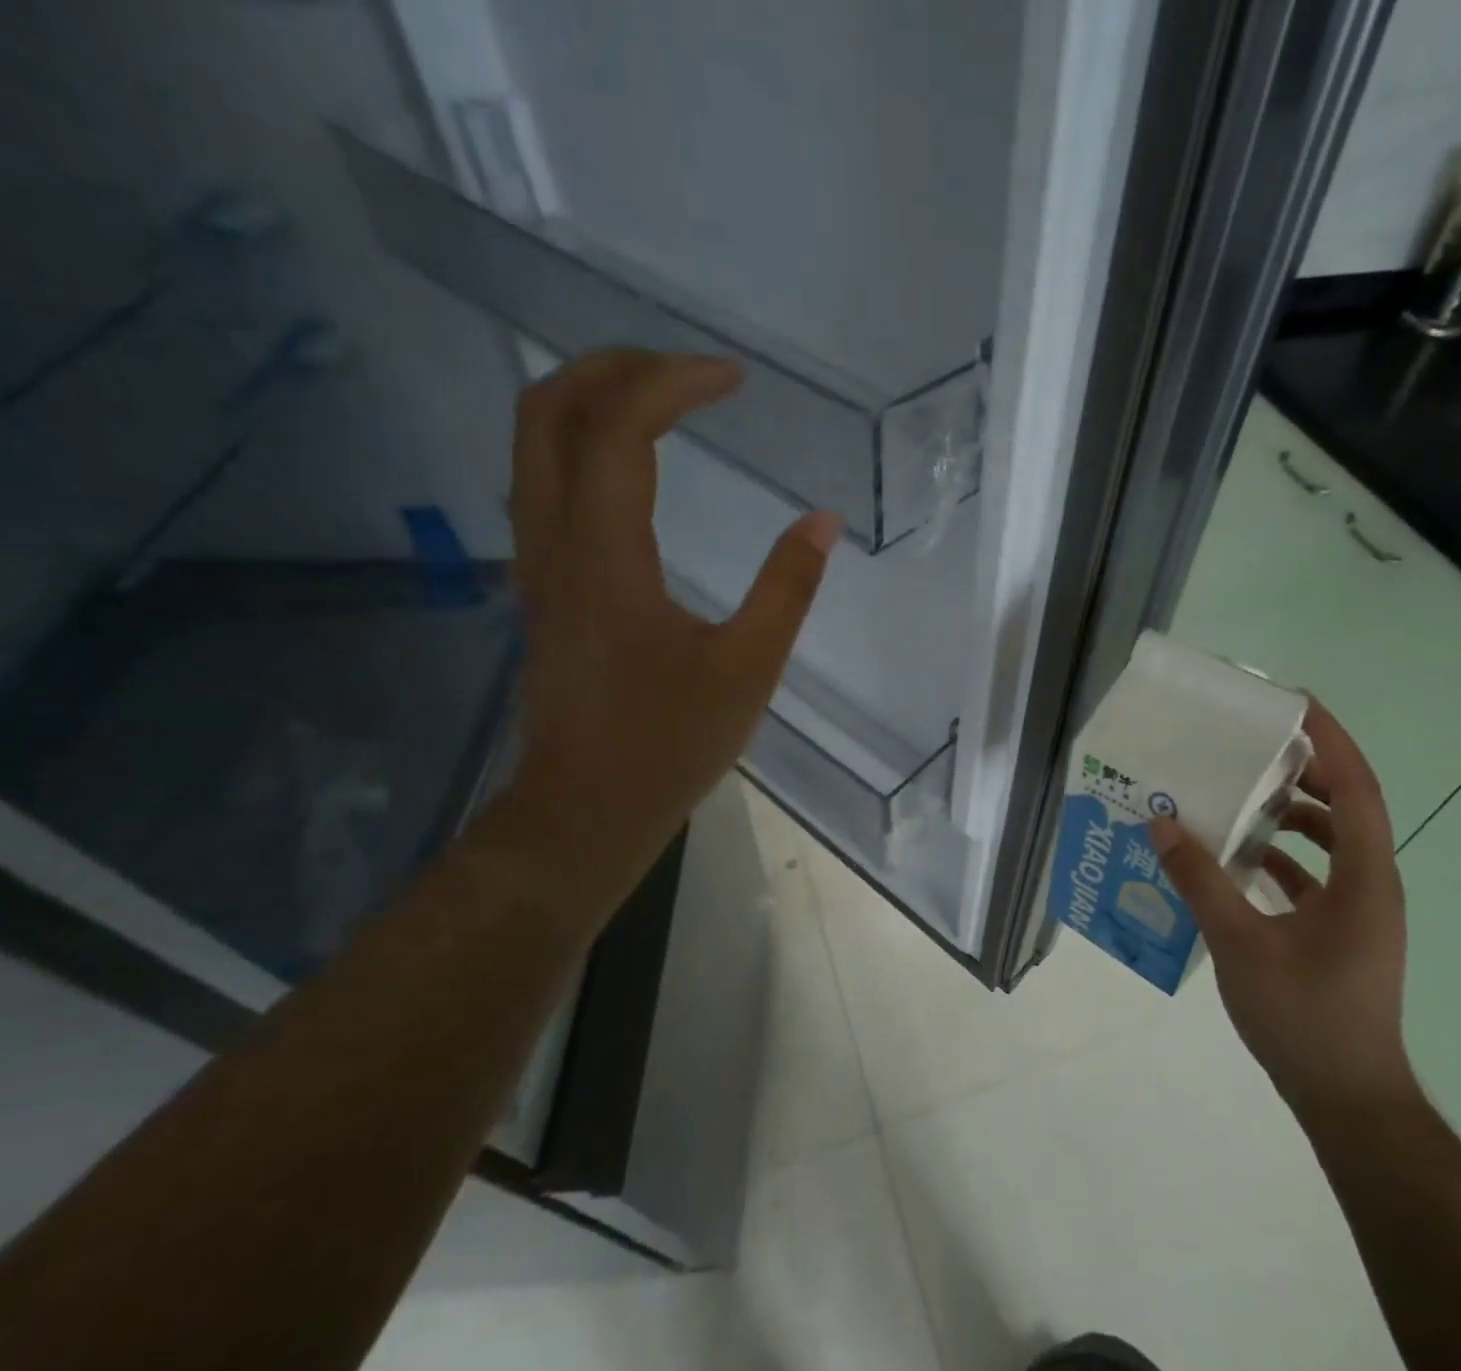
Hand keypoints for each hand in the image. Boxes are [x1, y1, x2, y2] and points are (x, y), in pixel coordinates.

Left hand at [497, 349, 838, 923]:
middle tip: (685, 370)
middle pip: (547, 412)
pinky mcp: (540, 588)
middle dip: (613, 367)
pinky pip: (542, 484)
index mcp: (605, 555)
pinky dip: (580, 445)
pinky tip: (629, 465)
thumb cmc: (669, 743)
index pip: (619, 429)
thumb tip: (823, 521)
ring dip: (589, 399)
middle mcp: (553, 543)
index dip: (673, 384)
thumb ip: (787, 588)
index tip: (733, 378)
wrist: (587, 808)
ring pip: (533, 445)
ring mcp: (536, 564)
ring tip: (660, 398)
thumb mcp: (748, 669)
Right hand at [1149, 699, 1416, 1119]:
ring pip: (1334, 843)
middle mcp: (1372, 886)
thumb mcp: (1240, 943)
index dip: (1331, 740)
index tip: (1294, 703)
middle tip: (1255, 747)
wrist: (1348, 1098)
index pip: (1357, 788)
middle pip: (1348, 807)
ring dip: (1294, 816)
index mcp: (1364, 878)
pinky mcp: (1343, 934)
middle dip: (1307, 771)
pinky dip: (1285, 859)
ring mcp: (1360, 912)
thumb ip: (1200, 880)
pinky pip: (1318, 877)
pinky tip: (1240, 861)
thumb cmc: (1303, 1017)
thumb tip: (1162, 823)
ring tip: (1243, 797)